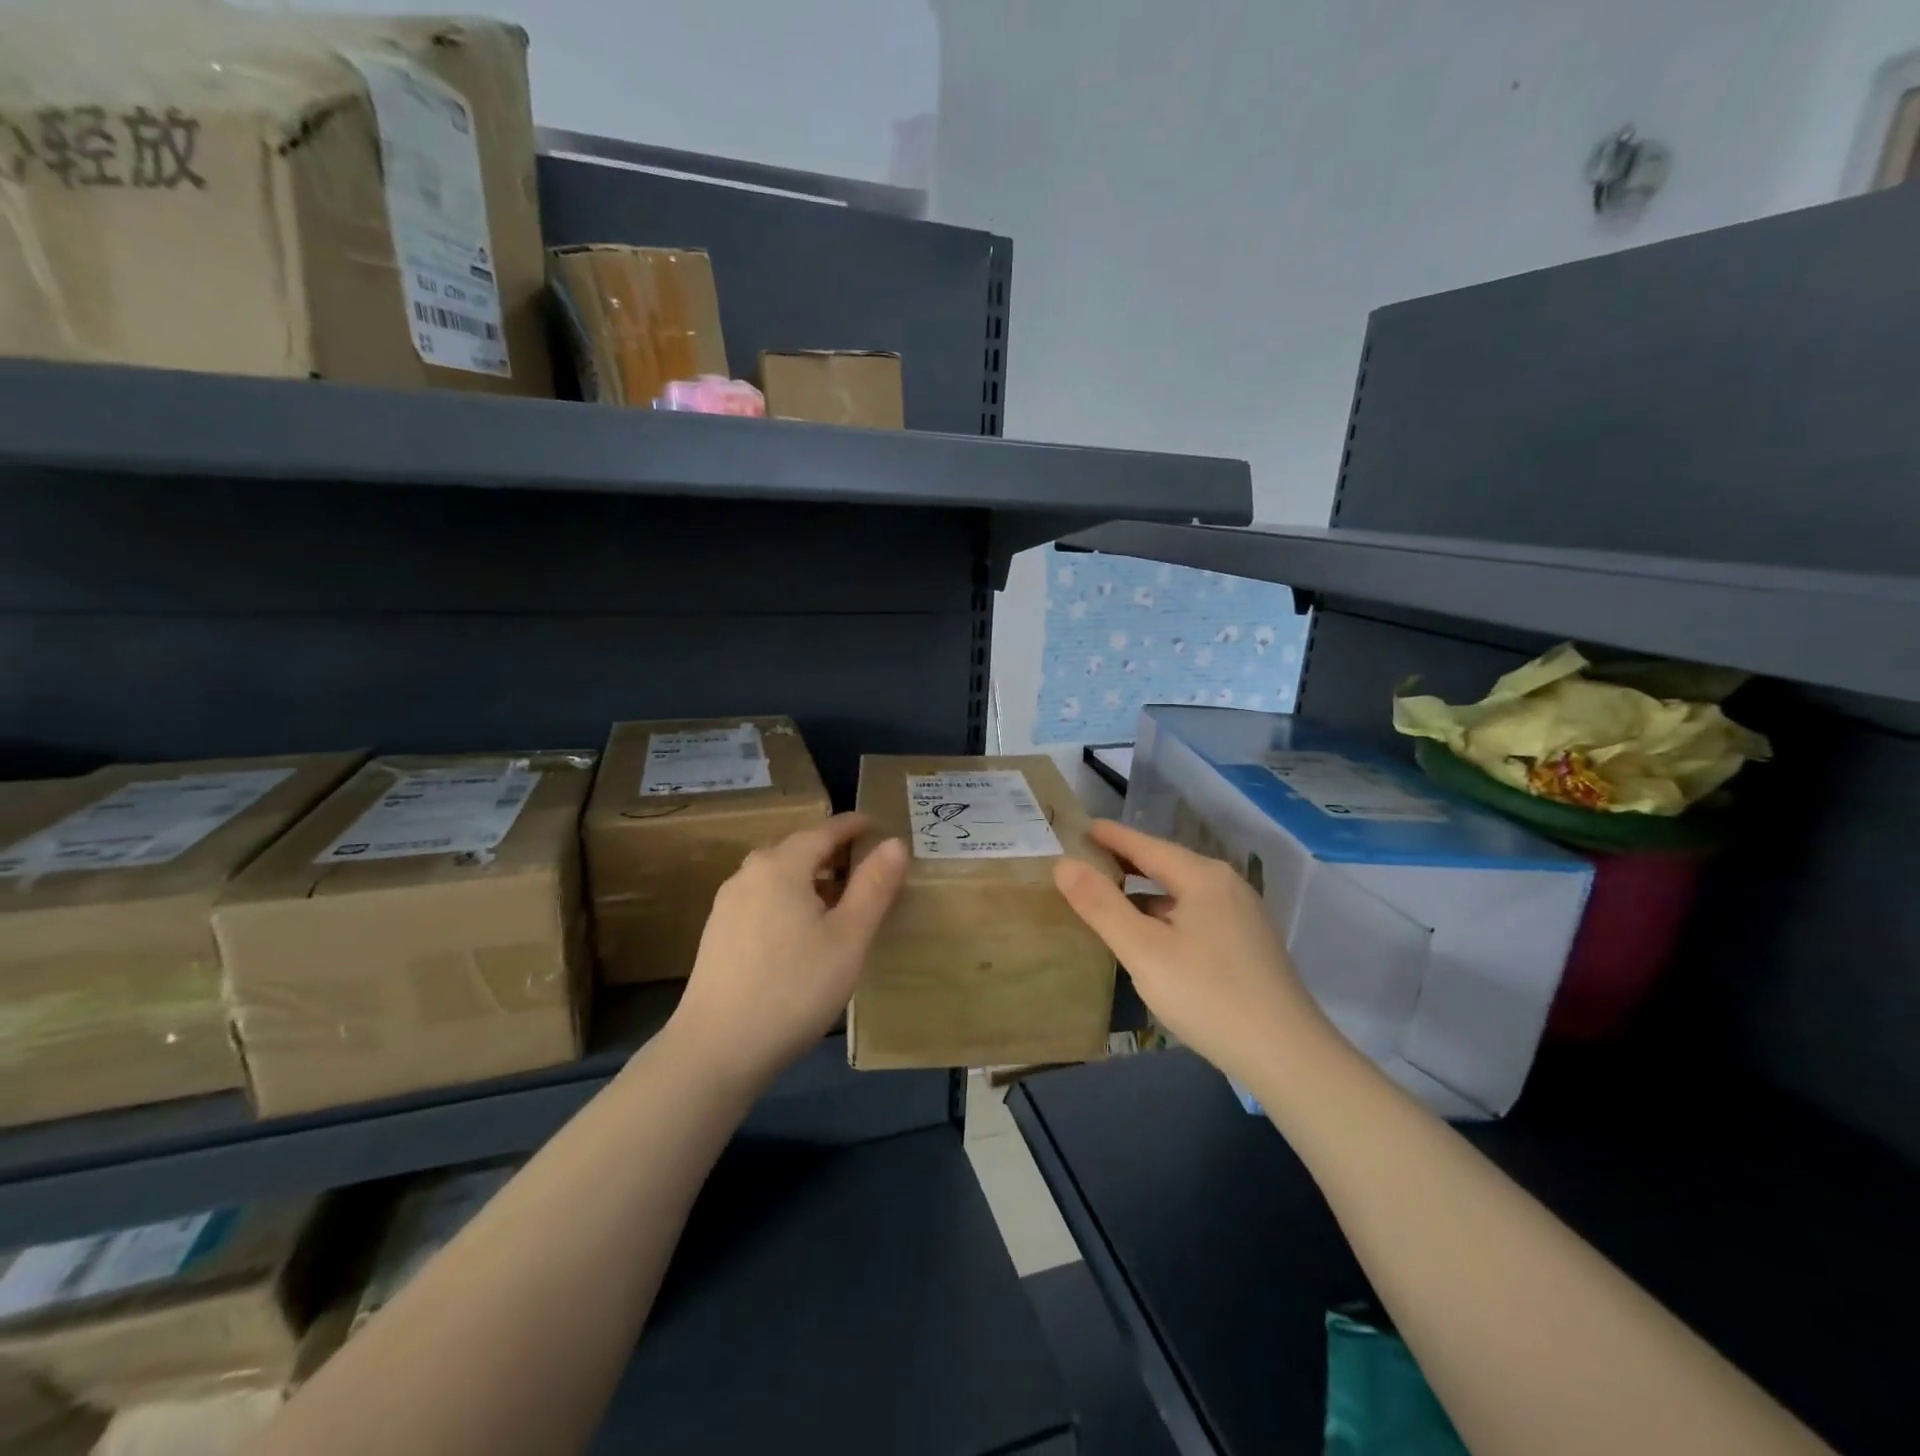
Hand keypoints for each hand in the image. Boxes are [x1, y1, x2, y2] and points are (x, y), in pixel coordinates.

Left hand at [669, 813, 906, 1091]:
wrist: (716, 1050)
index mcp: (781, 866)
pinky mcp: (719, 933)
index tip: (878, 826)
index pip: (824, 830)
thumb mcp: (848, 938)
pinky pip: (764, 898)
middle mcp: (749, 873)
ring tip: (842, 901)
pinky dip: (791, 899)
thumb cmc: (793, 988)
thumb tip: (895, 842)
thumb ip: (874, 886)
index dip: (854, 826)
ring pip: (780, 875)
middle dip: (834, 852)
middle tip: (868, 867)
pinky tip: (804, 931)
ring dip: (812, 878)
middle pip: (799, 849)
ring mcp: (728, 904)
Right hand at [1054, 819, 1337, 1088]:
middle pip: (1166, 865)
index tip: (1079, 828)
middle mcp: (1227, 886)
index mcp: (1203, 877)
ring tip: (1110, 896)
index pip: (1146, 845)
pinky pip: (1197, 913)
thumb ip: (1101, 906)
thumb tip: (1064, 865)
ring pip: (1183, 892)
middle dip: (1126, 861)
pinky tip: (1152, 934)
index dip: (1110, 836)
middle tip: (1085, 861)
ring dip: (1146, 891)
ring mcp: (1243, 915)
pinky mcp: (1250, 944)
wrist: (1288, 1056)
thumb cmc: (1208, 996)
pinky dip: (1167, 913)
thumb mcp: (1144, 951)